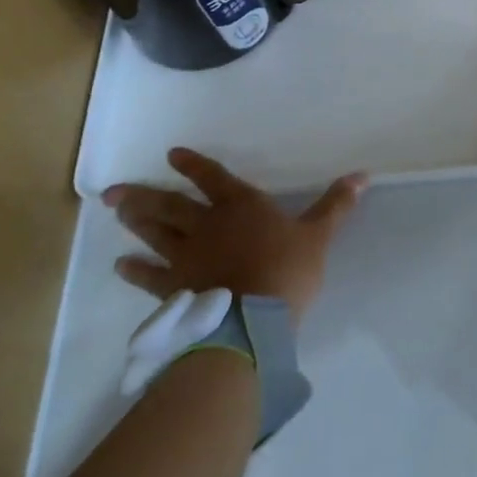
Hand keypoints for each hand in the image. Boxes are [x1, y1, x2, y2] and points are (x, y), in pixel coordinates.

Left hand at [102, 148, 367, 323]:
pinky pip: (151, 276)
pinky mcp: (176, 288)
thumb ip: (336, 205)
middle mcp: (208, 224)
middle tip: (113, 192)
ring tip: (115, 213)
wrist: (251, 321)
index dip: (193, 165)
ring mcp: (186, 257)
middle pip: (171, 205)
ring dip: (136, 222)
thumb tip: (362, 174)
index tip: (172, 155)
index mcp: (241, 206)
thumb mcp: (318, 236)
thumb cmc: (286, 271)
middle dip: (144, 195)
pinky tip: (121, 266)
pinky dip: (135, 271)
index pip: (213, 178)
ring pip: (156, 234)